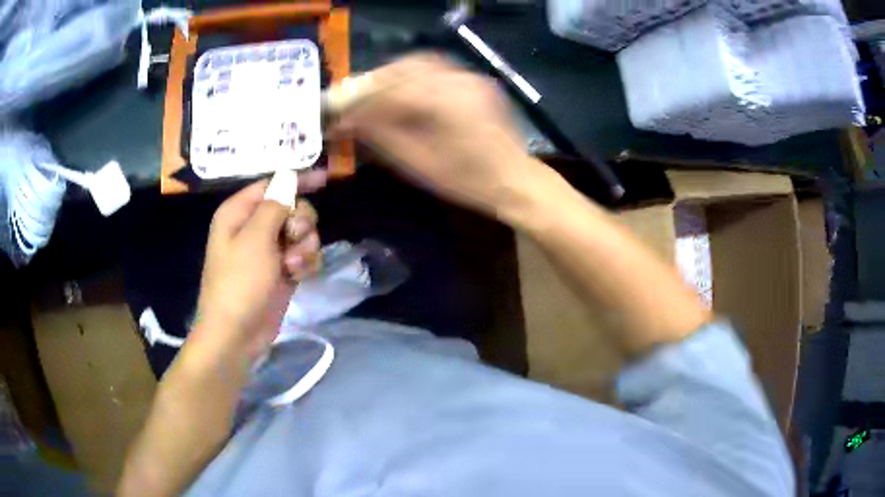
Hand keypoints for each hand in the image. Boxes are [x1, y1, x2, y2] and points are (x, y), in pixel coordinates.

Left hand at [193, 173, 323, 358]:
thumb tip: (289, 179)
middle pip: (292, 207)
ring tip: (292, 266)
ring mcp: (269, 250)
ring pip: (302, 233)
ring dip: (304, 247)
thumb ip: (275, 205)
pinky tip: (297, 277)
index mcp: (239, 212)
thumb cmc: (239, 283)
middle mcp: (254, 227)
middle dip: (301, 222)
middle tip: (294, 238)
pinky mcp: (282, 270)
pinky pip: (304, 255)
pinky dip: (305, 264)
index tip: (325, 178)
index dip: (298, 180)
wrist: (237, 334)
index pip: (273, 184)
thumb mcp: (255, 239)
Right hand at [332, 53, 544, 220]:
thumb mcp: (416, 164)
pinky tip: (402, 89)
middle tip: (350, 99)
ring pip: (419, 62)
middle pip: (402, 68)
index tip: (335, 111)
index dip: (357, 100)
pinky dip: (412, 74)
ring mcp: (469, 76)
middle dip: (371, 82)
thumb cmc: (465, 180)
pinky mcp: (475, 79)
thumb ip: (379, 136)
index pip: (387, 90)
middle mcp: (457, 79)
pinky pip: (437, 67)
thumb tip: (345, 122)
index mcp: (442, 103)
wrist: (514, 179)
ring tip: (372, 94)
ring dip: (391, 74)